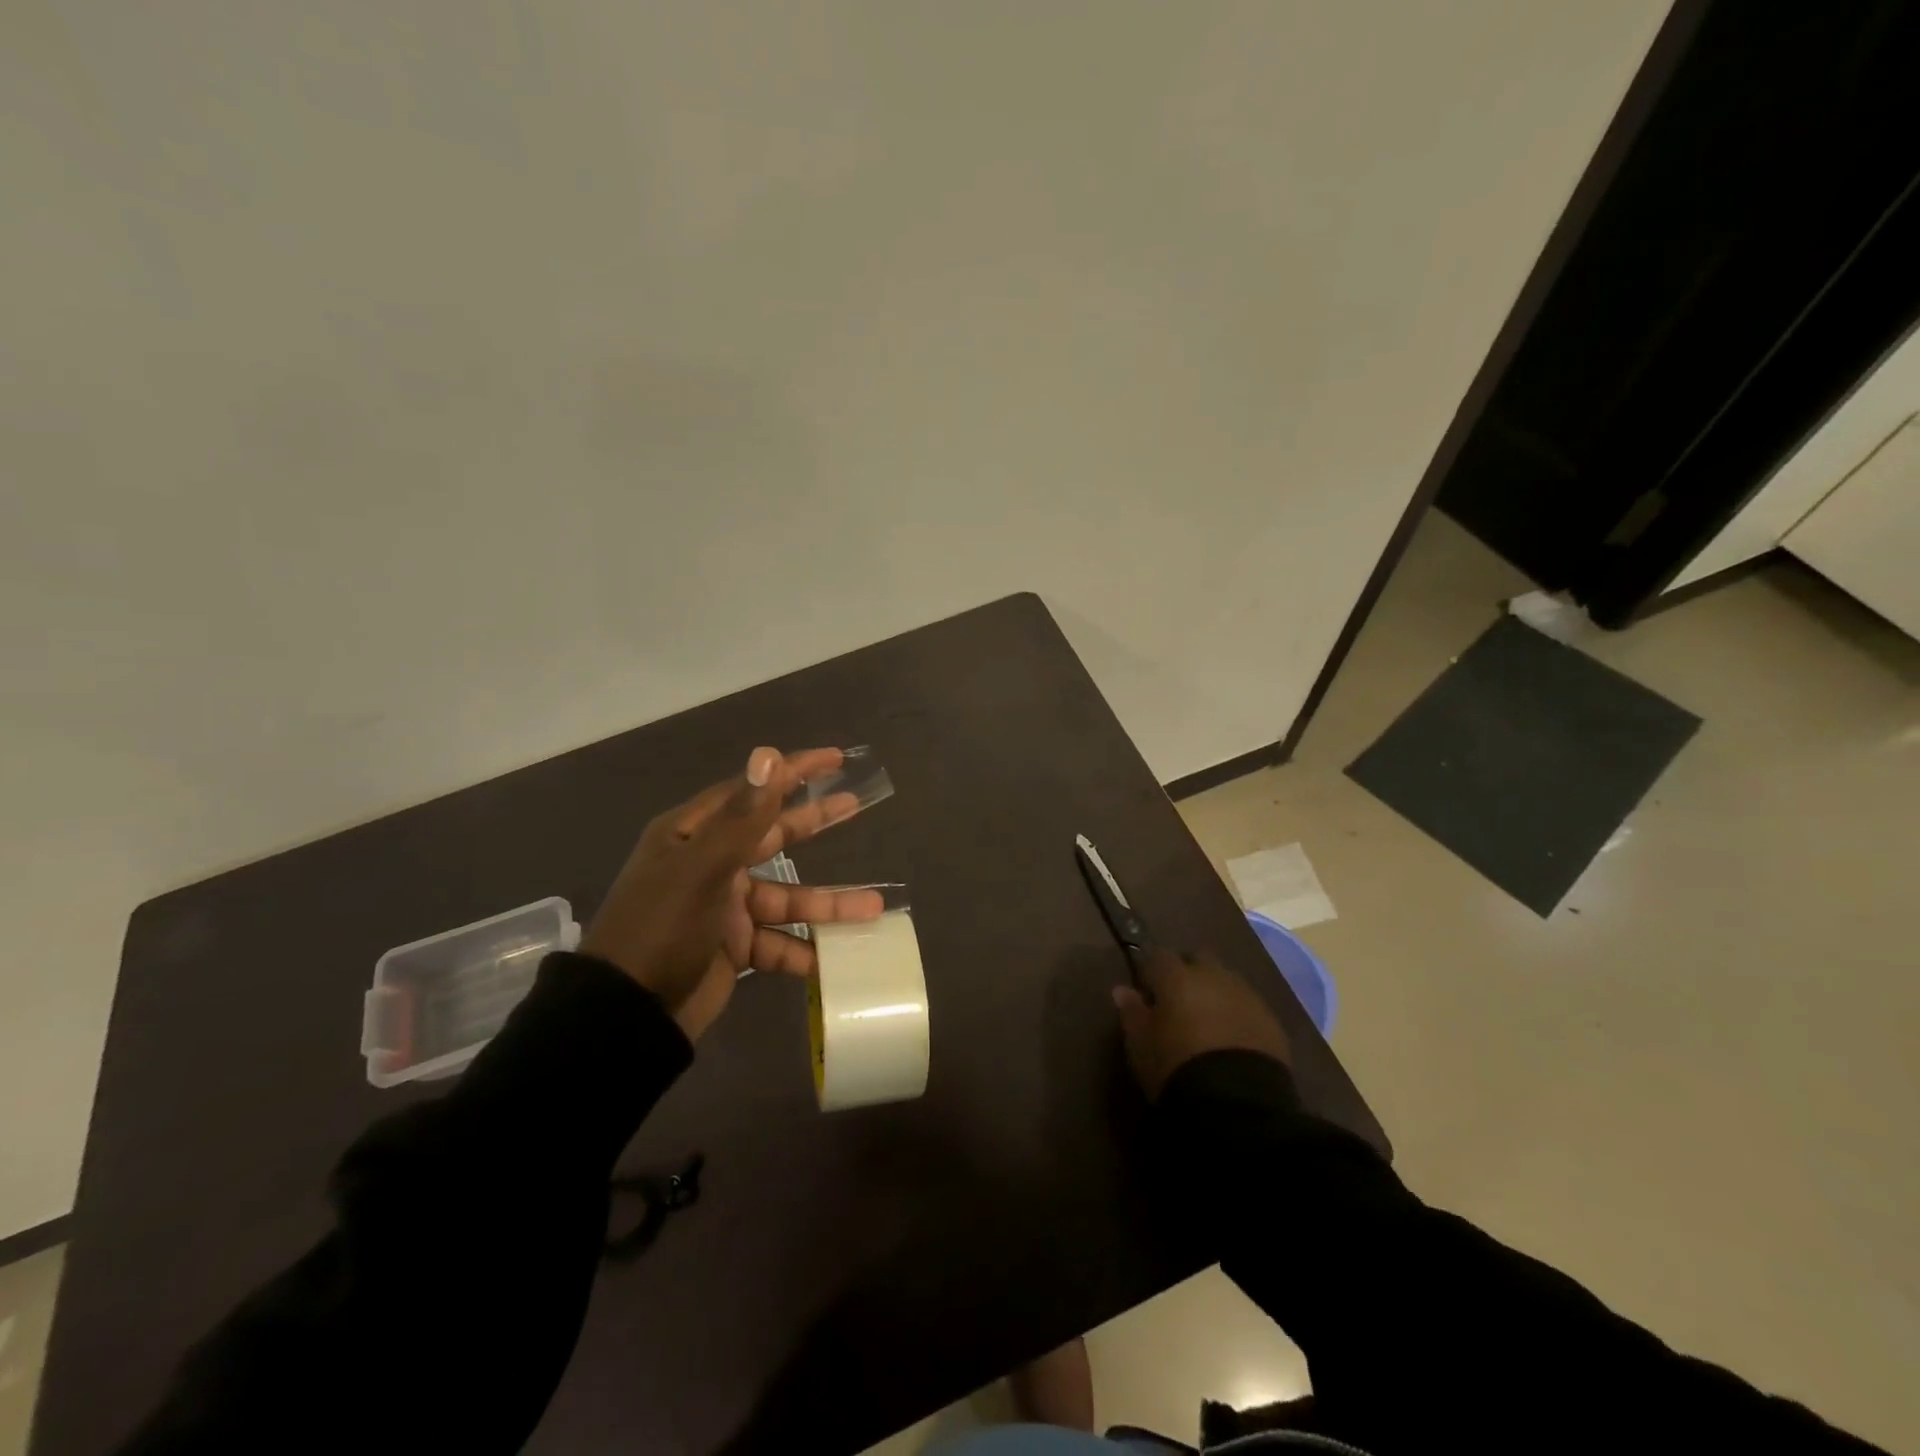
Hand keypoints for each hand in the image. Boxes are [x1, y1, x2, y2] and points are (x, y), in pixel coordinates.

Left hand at [581, 746, 884, 1040]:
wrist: (627, 1018)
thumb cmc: (661, 930)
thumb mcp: (703, 869)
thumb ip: (743, 816)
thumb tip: (768, 753)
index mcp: (693, 835)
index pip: (752, 791)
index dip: (793, 772)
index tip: (835, 758)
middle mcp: (709, 864)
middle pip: (773, 836)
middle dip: (815, 823)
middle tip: (855, 804)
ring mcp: (724, 908)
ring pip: (786, 898)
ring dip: (827, 904)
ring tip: (874, 908)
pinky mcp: (733, 948)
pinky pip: (778, 942)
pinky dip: (804, 951)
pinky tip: (835, 959)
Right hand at [1112, 949, 1290, 1099]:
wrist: (1238, 1105)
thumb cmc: (1176, 1067)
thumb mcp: (1141, 1045)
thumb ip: (1132, 1012)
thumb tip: (1122, 990)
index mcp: (1177, 977)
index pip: (1158, 956)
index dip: (1151, 971)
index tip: (1146, 991)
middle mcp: (1214, 976)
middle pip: (1198, 959)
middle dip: (1188, 973)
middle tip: (1179, 1001)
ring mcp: (1247, 996)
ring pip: (1227, 981)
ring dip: (1216, 993)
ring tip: (1208, 1022)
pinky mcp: (1272, 1021)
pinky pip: (1249, 1007)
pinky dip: (1238, 1015)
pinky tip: (1232, 1040)